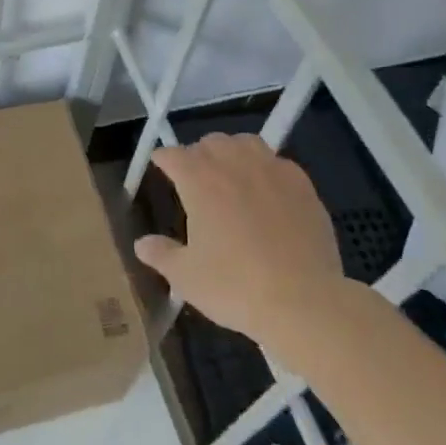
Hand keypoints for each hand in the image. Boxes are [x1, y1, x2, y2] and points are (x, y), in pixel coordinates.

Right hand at [135, 135, 346, 359]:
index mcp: (199, 179)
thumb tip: (141, 244)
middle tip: (195, 177)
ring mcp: (272, 170)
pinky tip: (269, 191)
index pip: (173, 155)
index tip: (159, 165)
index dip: (163, 159)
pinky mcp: (303, 185)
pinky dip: (267, 169)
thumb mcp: (187, 277)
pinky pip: (279, 163)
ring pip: (246, 143)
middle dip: (198, 154)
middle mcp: (233, 164)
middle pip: (210, 142)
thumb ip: (162, 255)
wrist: (304, 301)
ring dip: (233, 152)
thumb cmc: (235, 287)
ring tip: (232, 173)